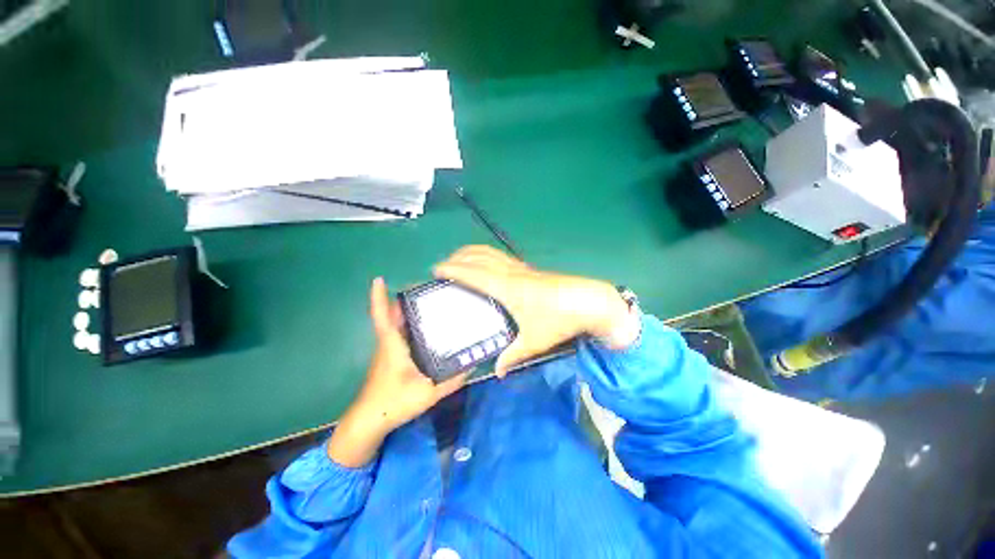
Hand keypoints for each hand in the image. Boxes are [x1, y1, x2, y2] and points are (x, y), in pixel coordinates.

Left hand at [327, 277, 467, 466]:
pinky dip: (408, 324)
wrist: (370, 422)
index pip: (382, 317)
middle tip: (426, 288)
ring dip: (406, 310)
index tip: (378, 279)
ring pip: (395, 324)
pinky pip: (399, 333)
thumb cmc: (394, 404)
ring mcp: (388, 350)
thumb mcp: (428, 394)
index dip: (377, 297)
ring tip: (431, 302)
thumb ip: (452, 381)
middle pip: (392, 315)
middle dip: (403, 299)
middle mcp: (388, 343)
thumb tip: (473, 364)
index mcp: (392, 346)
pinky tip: (426, 326)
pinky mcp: (390, 357)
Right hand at [434, 245, 637, 376]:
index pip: (473, 273)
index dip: (453, 269)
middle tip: (443, 267)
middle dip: (457, 257)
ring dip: (472, 253)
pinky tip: (486, 266)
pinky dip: (486, 256)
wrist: (588, 301)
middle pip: (478, 256)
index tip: (435, 270)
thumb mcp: (534, 340)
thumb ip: (512, 355)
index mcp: (506, 288)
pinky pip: (500, 257)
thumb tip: (497, 372)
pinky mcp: (529, 268)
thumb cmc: (559, 319)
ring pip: (490, 253)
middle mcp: (510, 273)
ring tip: (459, 261)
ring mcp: (520, 267)